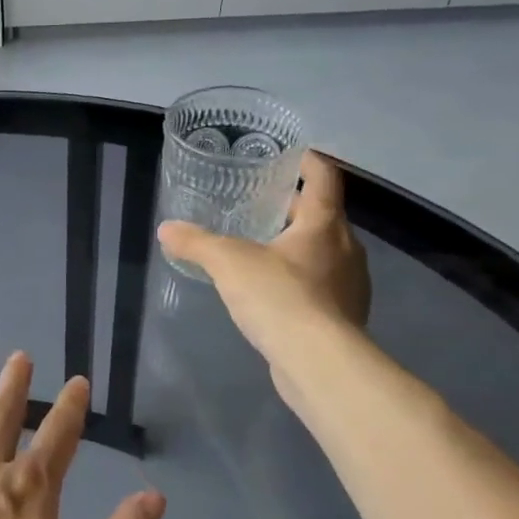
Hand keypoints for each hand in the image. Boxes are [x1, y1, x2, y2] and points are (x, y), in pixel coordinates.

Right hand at [157, 151, 370, 371]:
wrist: (318, 363)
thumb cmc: (279, 297)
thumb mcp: (227, 262)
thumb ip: (196, 242)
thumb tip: (166, 229)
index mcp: (324, 225)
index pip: (324, 178)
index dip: (309, 162)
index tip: (292, 155)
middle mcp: (347, 249)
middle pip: (323, 216)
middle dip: (294, 209)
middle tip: (260, 205)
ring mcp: (351, 286)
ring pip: (325, 253)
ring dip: (299, 247)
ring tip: (263, 250)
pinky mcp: (345, 318)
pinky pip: (322, 287)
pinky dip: (301, 281)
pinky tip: (274, 294)